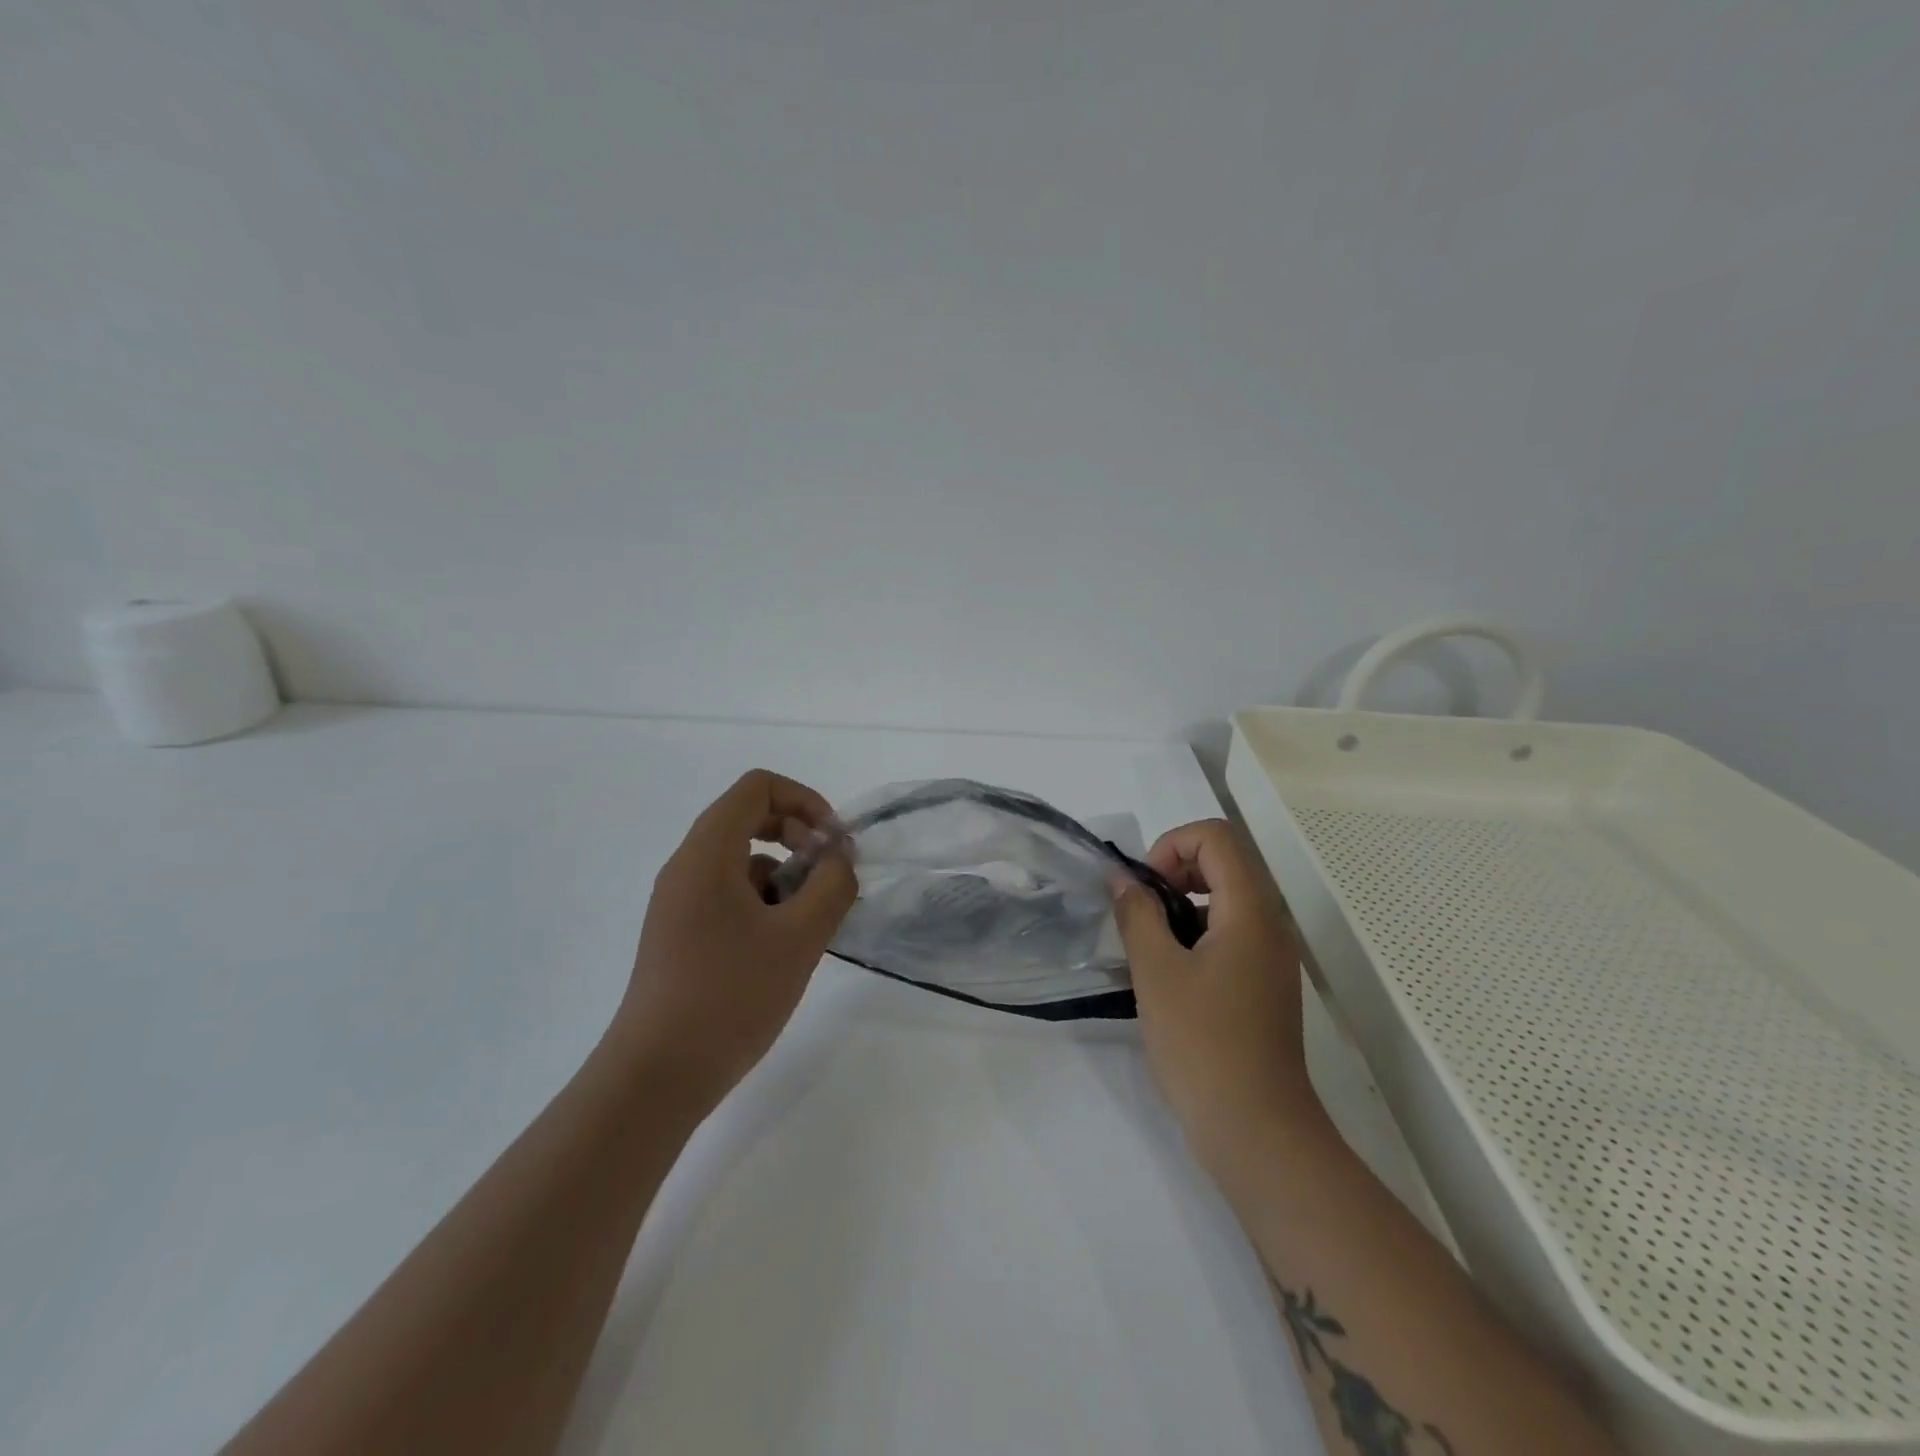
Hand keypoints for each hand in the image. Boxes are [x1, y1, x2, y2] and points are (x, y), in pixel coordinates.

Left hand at [615, 770, 856, 1112]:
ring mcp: (679, 901)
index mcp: (708, 853)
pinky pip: (728, 892)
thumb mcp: (800, 937)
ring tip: (808, 925)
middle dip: (798, 835)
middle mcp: (687, 866)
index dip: (805, 800)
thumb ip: (832, 885)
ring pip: (741, 859)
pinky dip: (763, 902)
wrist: (657, 1076)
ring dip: (784, 875)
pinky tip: (782, 948)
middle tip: (827, 875)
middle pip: (748, 817)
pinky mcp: (680, 932)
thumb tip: (840, 856)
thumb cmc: (731, 996)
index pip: (757, 787)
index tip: (833, 843)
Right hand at [1112, 818, 1318, 1164]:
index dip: (1172, 846)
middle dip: (1173, 872)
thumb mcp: (1156, 972)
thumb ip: (1136, 914)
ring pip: (1224, 899)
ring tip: (1146, 946)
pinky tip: (1165, 976)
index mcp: (1250, 910)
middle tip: (1140, 911)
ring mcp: (1269, 957)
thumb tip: (1121, 878)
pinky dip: (1193, 935)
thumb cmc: (1203, 1044)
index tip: (1144, 888)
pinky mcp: (1262, 986)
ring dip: (1180, 906)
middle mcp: (1269, 924)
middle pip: (1223, 862)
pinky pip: (1228, 935)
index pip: (1216, 836)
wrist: (1257, 1132)